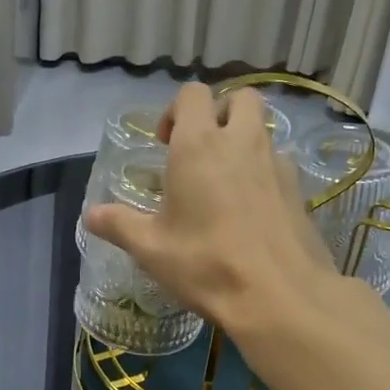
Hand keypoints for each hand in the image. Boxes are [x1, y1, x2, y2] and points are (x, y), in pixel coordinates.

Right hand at [85, 83, 335, 336]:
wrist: (280, 295)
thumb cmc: (206, 264)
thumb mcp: (151, 249)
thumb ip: (119, 225)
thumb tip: (90, 215)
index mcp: (199, 145)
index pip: (193, 94)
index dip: (176, 110)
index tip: (166, 144)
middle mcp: (242, 142)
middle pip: (240, 97)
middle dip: (220, 112)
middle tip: (202, 149)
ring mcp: (277, 163)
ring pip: (263, 130)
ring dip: (245, 141)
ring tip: (226, 182)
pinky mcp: (299, 189)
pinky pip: (280, 163)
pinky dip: (264, 172)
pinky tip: (252, 210)